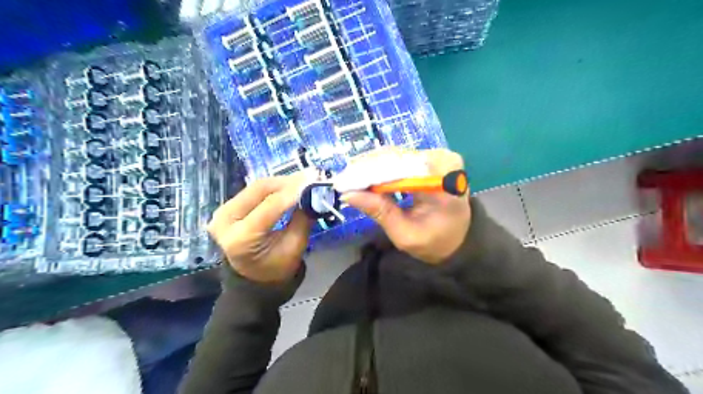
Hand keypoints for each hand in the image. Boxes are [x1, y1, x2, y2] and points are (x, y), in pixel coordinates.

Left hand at [207, 174, 309, 283]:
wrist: (254, 278)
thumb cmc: (277, 267)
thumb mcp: (295, 246)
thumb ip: (302, 219)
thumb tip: (313, 194)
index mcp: (241, 238)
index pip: (270, 206)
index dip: (293, 191)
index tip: (314, 181)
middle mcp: (225, 221)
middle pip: (259, 189)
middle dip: (287, 182)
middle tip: (310, 176)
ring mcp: (222, 213)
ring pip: (256, 187)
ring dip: (281, 182)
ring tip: (302, 180)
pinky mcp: (226, 208)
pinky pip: (253, 191)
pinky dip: (273, 187)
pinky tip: (289, 186)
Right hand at [342, 149, 468, 265]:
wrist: (457, 238)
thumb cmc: (435, 241)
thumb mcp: (406, 234)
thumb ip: (381, 212)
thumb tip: (348, 195)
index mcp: (445, 180)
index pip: (402, 167)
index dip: (370, 173)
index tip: (344, 183)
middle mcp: (444, 160)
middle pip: (397, 157)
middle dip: (367, 169)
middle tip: (342, 181)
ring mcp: (438, 156)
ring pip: (396, 155)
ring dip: (371, 167)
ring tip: (350, 179)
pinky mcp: (431, 158)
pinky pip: (401, 158)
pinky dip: (381, 167)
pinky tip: (365, 176)